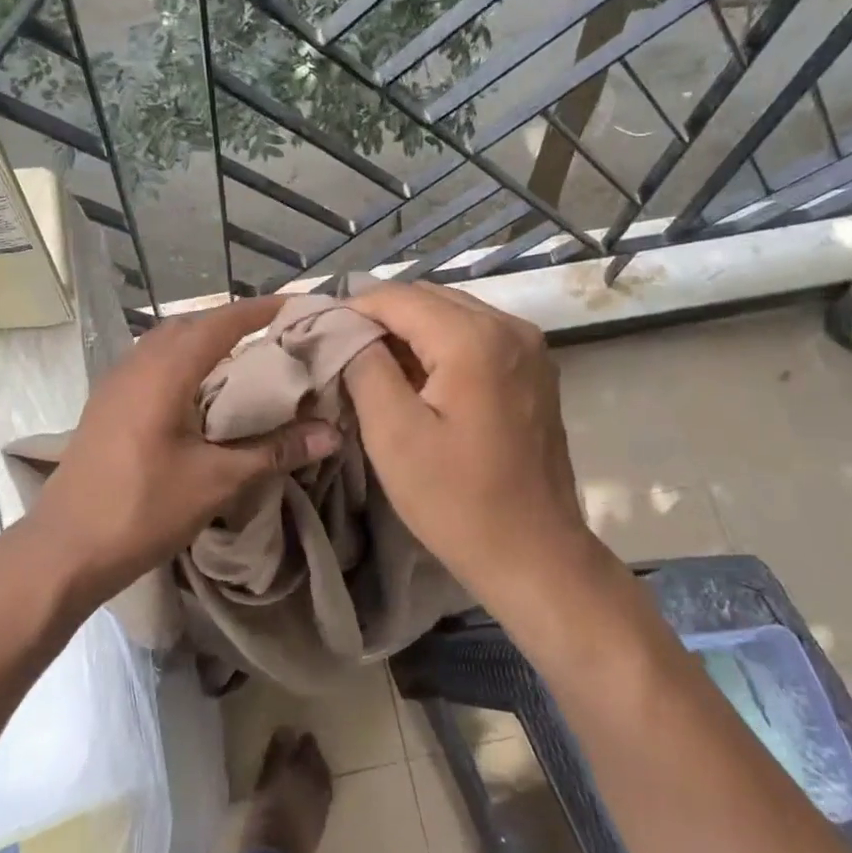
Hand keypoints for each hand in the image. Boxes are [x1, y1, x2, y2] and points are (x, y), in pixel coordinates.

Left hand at [29, 296, 341, 603]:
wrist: (65, 549)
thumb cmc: (143, 510)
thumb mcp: (217, 480)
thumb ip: (274, 450)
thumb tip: (332, 434)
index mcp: (164, 371)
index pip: (221, 322)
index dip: (261, 310)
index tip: (297, 305)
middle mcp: (137, 364)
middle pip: (192, 325)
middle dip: (234, 322)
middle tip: (277, 333)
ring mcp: (115, 382)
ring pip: (167, 342)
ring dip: (205, 340)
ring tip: (244, 356)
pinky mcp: (106, 404)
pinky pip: (151, 363)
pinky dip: (183, 361)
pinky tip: (199, 390)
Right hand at [343, 282, 614, 614]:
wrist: (534, 554)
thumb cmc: (457, 500)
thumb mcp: (393, 434)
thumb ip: (364, 366)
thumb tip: (346, 330)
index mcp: (474, 338)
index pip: (397, 298)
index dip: (351, 310)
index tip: (317, 335)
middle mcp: (509, 326)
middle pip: (427, 298)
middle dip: (380, 318)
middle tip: (341, 351)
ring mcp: (528, 346)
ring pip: (451, 313)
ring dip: (409, 330)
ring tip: (372, 365)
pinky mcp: (533, 369)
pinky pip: (475, 335)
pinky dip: (439, 345)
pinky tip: (416, 378)